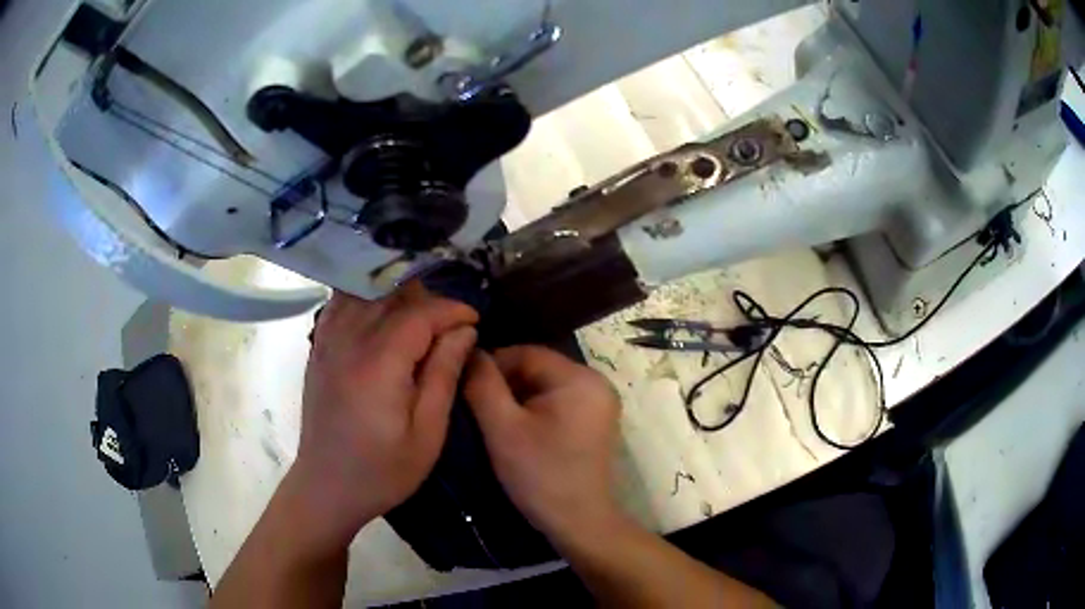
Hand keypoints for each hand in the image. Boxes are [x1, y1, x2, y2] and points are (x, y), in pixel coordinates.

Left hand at [290, 283, 477, 552]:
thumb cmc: (383, 470)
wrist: (327, 486)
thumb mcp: (427, 433)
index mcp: (379, 363)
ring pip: (366, 294)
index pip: (420, 313)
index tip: (475, 320)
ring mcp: (328, 341)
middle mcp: (349, 341)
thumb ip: (444, 374)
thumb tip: (464, 330)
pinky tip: (380, 314)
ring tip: (420, 319)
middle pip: (393, 296)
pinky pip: (341, 305)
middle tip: (452, 326)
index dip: (452, 310)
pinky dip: (365, 299)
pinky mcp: (318, 348)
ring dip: (398, 297)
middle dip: (429, 302)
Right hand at [463, 346, 622, 541]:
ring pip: (546, 386)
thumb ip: (482, 384)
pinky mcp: (596, 421)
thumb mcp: (502, 428)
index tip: (467, 388)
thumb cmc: (540, 475)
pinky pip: (559, 402)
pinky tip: (519, 431)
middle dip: (505, 384)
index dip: (492, 365)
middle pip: (538, 368)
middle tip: (478, 408)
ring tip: (495, 421)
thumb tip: (470, 351)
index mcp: (580, 378)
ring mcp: (600, 403)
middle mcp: (597, 382)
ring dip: (518, 398)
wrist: (580, 522)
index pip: (526, 353)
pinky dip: (536, 410)